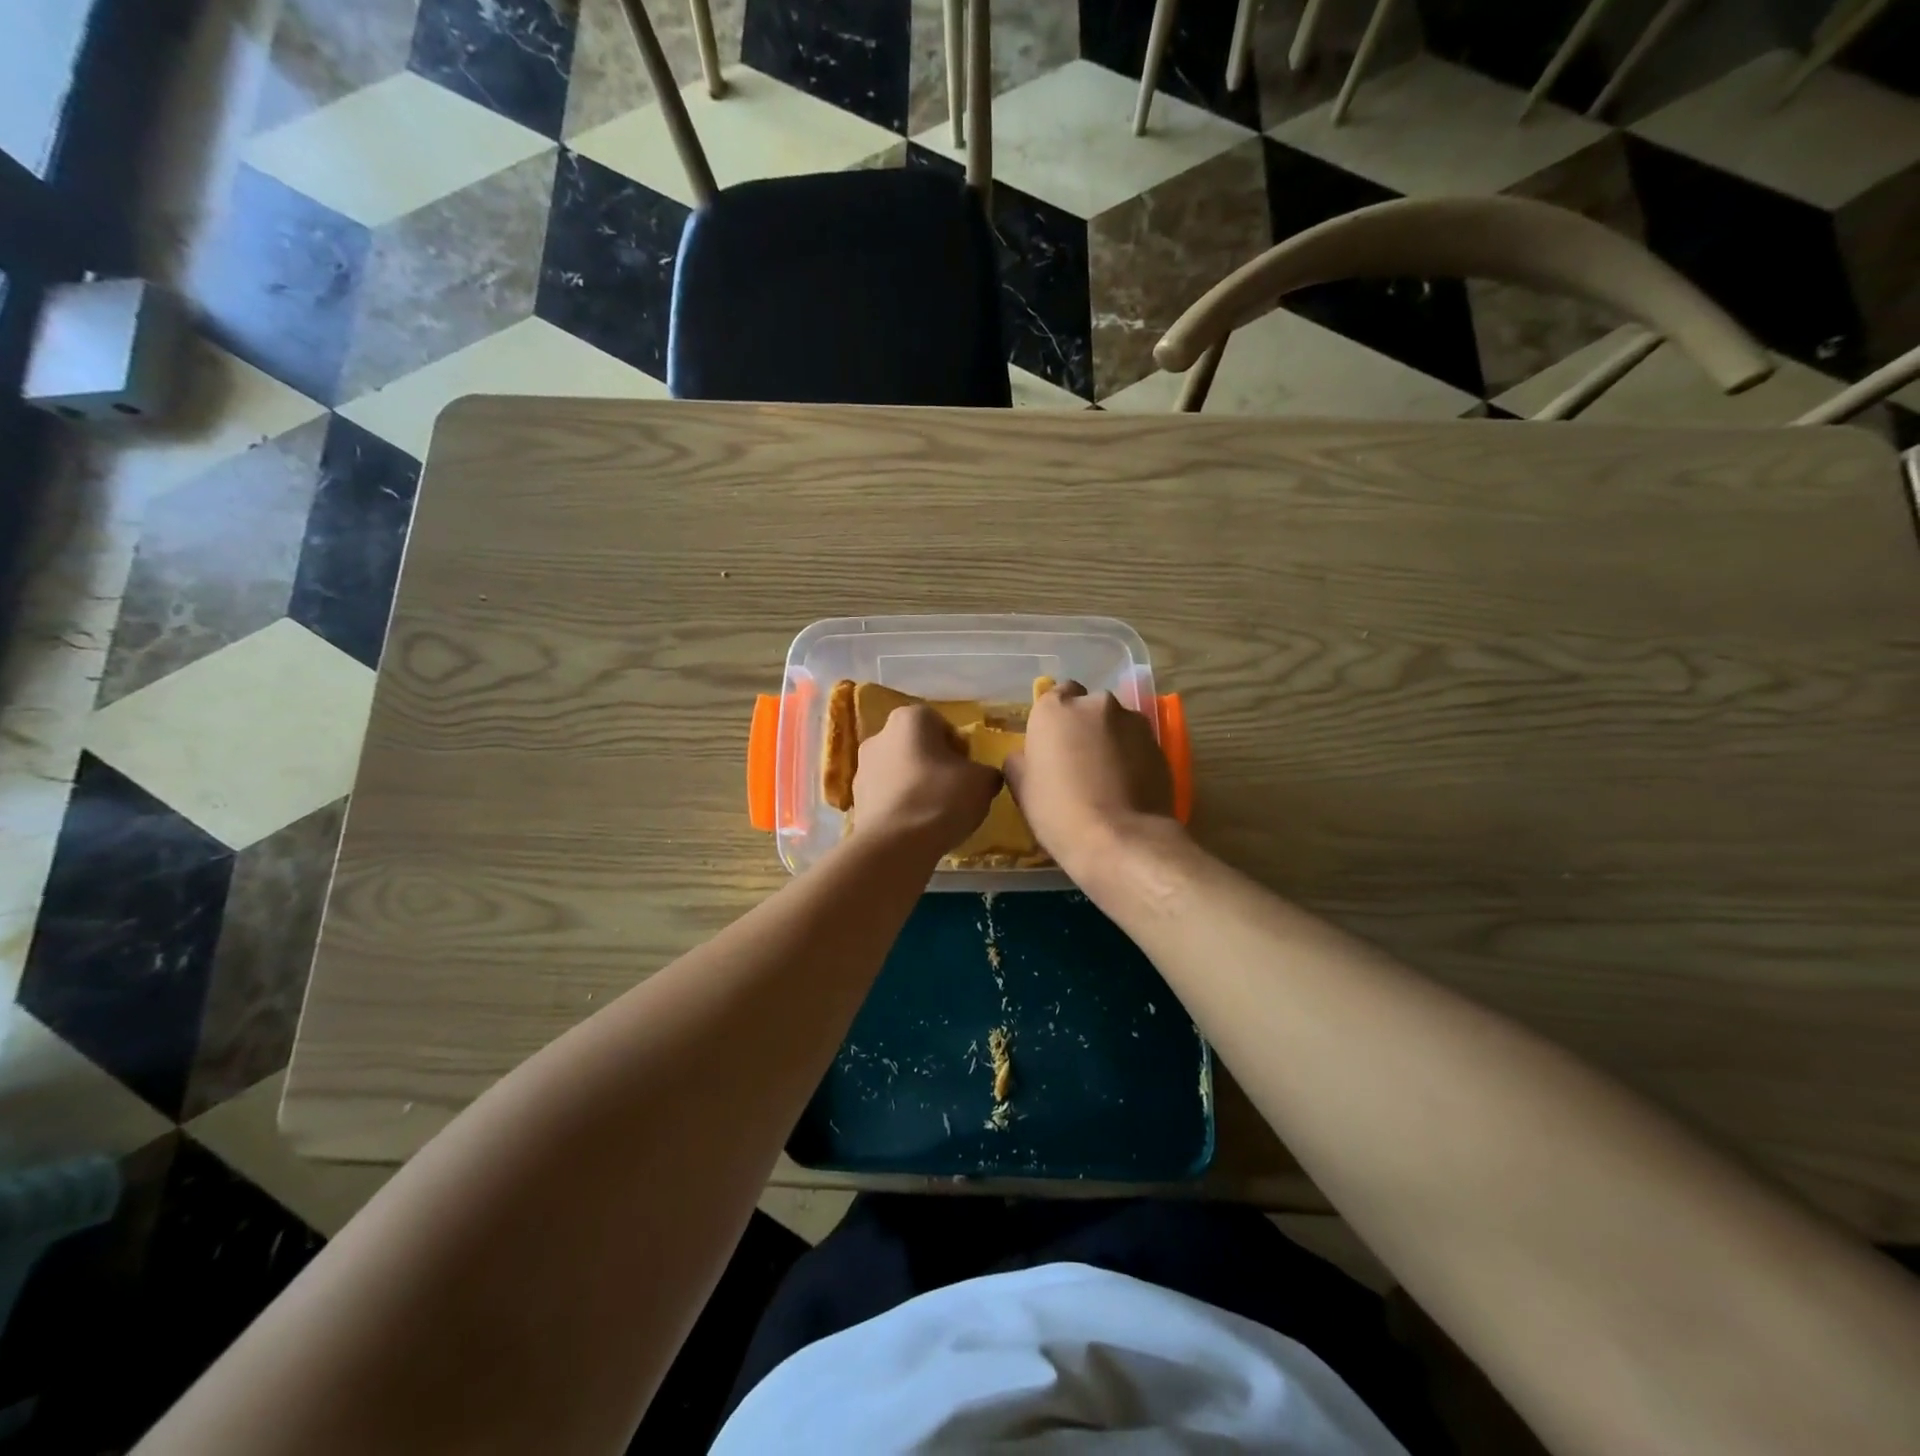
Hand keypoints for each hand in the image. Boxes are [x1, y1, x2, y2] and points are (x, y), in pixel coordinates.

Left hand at [851, 704, 1001, 854]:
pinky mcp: (856, 800)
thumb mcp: (982, 782)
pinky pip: (888, 798)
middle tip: (955, 793)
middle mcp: (879, 735)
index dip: (960, 749)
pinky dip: (902, 807)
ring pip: (900, 773)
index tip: (969, 773)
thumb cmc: (941, 799)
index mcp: (910, 718)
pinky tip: (916, 828)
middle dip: (935, 766)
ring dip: (916, 787)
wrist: (894, 845)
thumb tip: (982, 777)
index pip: (942, 725)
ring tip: (935, 815)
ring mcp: (862, 768)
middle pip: (918, 748)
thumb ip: (986, 772)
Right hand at [1003, 681, 1175, 872]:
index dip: (1055, 719)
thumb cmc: (1058, 811)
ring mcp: (1133, 722)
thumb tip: (1028, 755)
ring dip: (1112, 740)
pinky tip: (1128, 787)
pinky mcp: (1160, 744)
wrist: (1120, 839)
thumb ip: (1021, 760)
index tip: (1054, 744)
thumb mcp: (1022, 787)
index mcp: (1056, 709)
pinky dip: (1133, 757)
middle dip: (1086, 726)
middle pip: (1088, 707)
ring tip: (1108, 777)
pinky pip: (1139, 744)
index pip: (1055, 695)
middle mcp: (1096, 704)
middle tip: (1080, 761)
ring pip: (1117, 723)